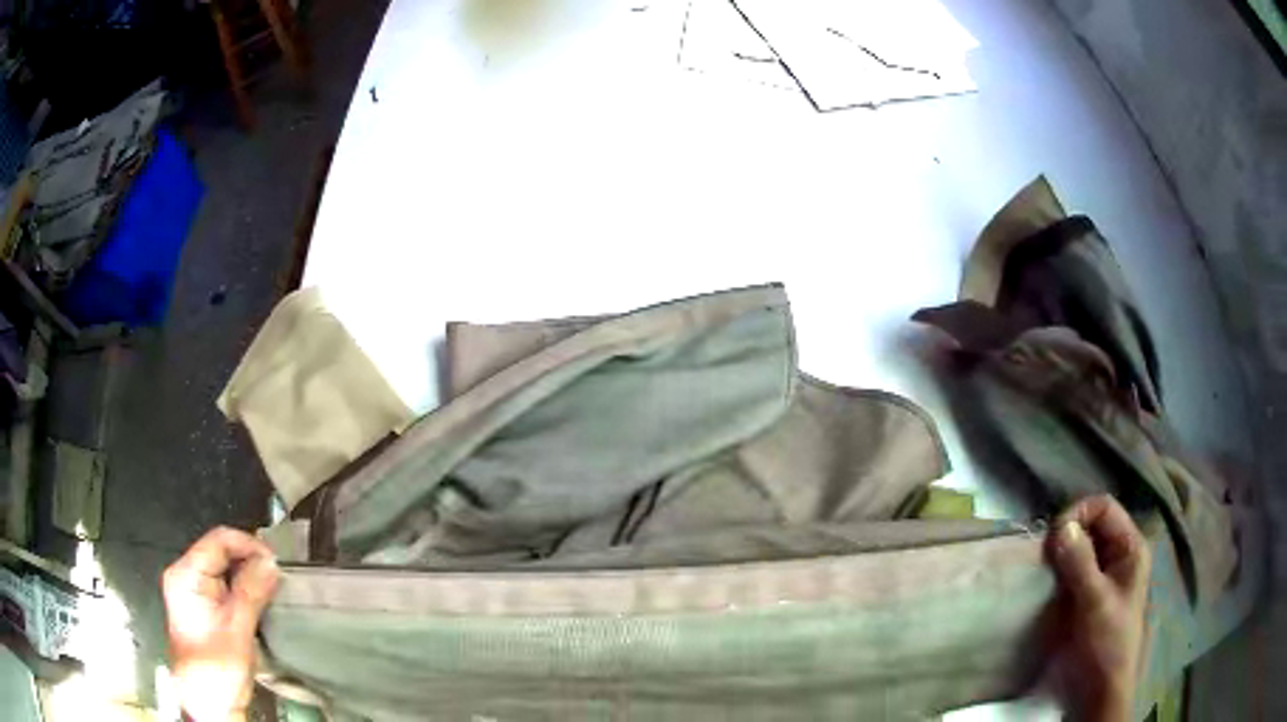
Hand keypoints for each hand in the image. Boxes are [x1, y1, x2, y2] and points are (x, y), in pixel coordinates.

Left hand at [163, 527, 278, 721]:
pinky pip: (222, 586)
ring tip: (272, 590)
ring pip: (222, 569)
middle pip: (219, 552)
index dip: (248, 546)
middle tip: (277, 579)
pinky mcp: (200, 607)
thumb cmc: (218, 667)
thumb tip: (271, 562)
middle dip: (249, 561)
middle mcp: (184, 575)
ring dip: (247, 577)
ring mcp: (191, 591)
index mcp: (185, 574)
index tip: (276, 565)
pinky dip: (241, 590)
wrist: (207, 704)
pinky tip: (257, 602)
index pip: (218, 541)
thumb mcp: (237, 630)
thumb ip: (251, 592)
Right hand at [1046, 495, 1150, 721]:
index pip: (1104, 508)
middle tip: (1044, 554)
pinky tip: (1047, 582)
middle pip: (1093, 524)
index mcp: (1130, 547)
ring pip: (1081, 547)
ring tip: (1042, 568)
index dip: (1079, 513)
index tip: (1052, 536)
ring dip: (1061, 553)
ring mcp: (1105, 574)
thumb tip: (1060, 526)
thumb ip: (1080, 563)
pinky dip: (1059, 570)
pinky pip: (1074, 569)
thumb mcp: (1095, 602)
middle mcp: (1119, 554)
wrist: (1100, 689)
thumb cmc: (1106, 642)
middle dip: (1068, 533)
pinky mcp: (1089, 593)